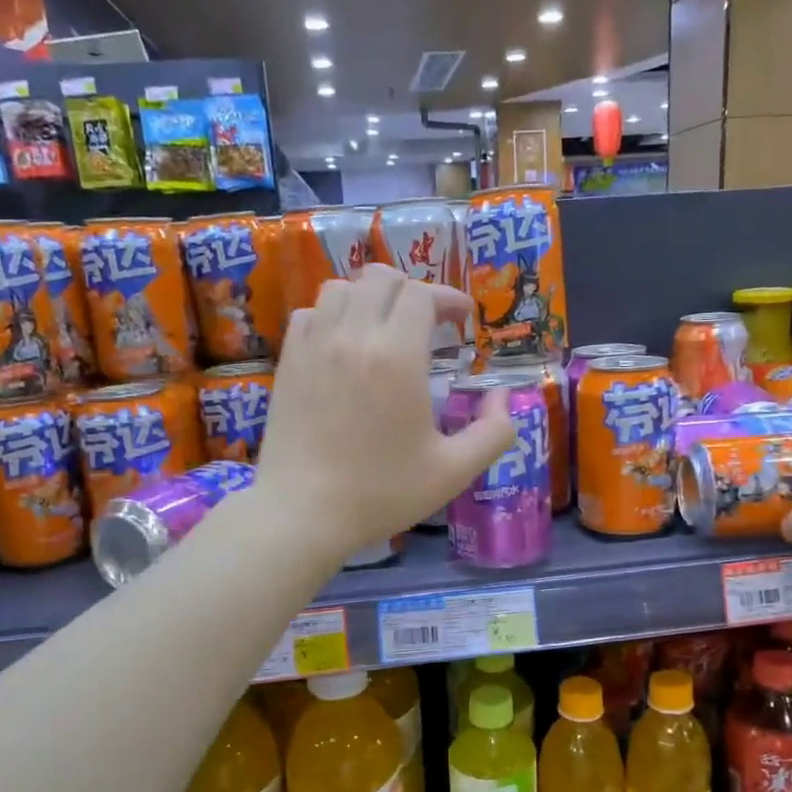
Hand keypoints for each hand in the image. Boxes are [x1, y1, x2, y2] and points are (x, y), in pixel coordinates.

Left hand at [257, 266, 515, 560]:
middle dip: (412, 290)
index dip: (448, 298)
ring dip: (370, 298)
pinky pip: (309, 313)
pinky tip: (344, 344)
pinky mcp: (288, 362)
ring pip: (341, 288)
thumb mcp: (455, 471)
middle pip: (381, 277)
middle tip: (428, 323)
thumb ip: (495, 431)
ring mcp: (314, 346)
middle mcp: (354, 337)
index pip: (422, 294)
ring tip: (385, 328)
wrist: (303, 513)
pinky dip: (332, 315)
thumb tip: (503, 396)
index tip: (463, 320)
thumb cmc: (382, 493)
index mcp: (398, 357)